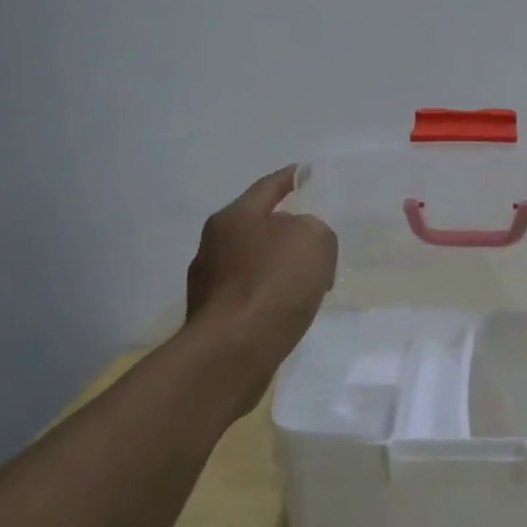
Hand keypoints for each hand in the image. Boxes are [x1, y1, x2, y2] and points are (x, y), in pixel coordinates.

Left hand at [185, 165, 337, 403]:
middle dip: (288, 228)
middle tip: (316, 234)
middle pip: (259, 225)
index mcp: (234, 218)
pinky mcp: (214, 316)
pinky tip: (290, 306)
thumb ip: (314, 229)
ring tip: (310, 277)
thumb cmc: (274, 285)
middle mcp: (214, 244)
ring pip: (255, 261)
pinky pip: (251, 292)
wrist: (233, 354)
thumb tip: (297, 243)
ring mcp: (209, 282)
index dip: (290, 178)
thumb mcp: (314, 240)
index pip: (268, 187)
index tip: (305, 171)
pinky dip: (272, 293)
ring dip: (280, 264)